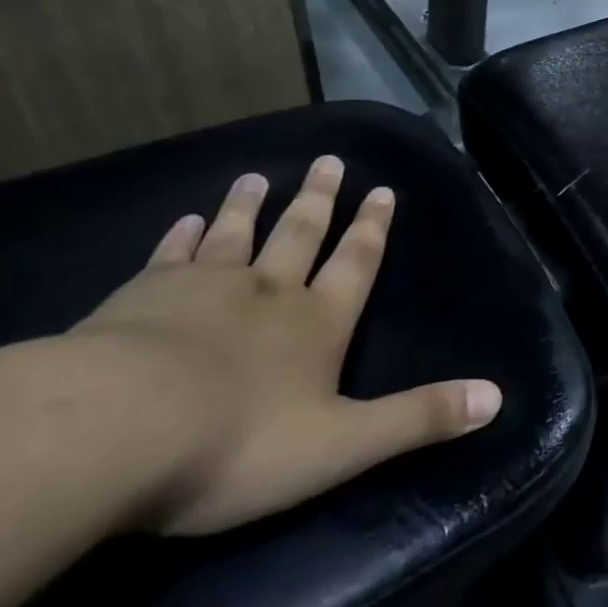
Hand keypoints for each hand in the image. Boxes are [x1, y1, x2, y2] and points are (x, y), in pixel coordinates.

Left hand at [69, 156, 501, 534]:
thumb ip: (419, 419)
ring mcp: (202, 290)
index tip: (382, 190)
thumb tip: (497, 397)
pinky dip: (180, 236)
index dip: (372, 228)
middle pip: (300, 235)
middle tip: (329, 161)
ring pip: (235, 236)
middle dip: (319, 200)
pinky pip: (169, 257)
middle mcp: (269, 293)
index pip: (356, 263)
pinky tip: (184, 220)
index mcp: (318, 323)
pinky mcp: (139, 299)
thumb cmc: (237, 443)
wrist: (111, 433)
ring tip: (259, 176)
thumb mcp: (343, 445)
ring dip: (250, 206)